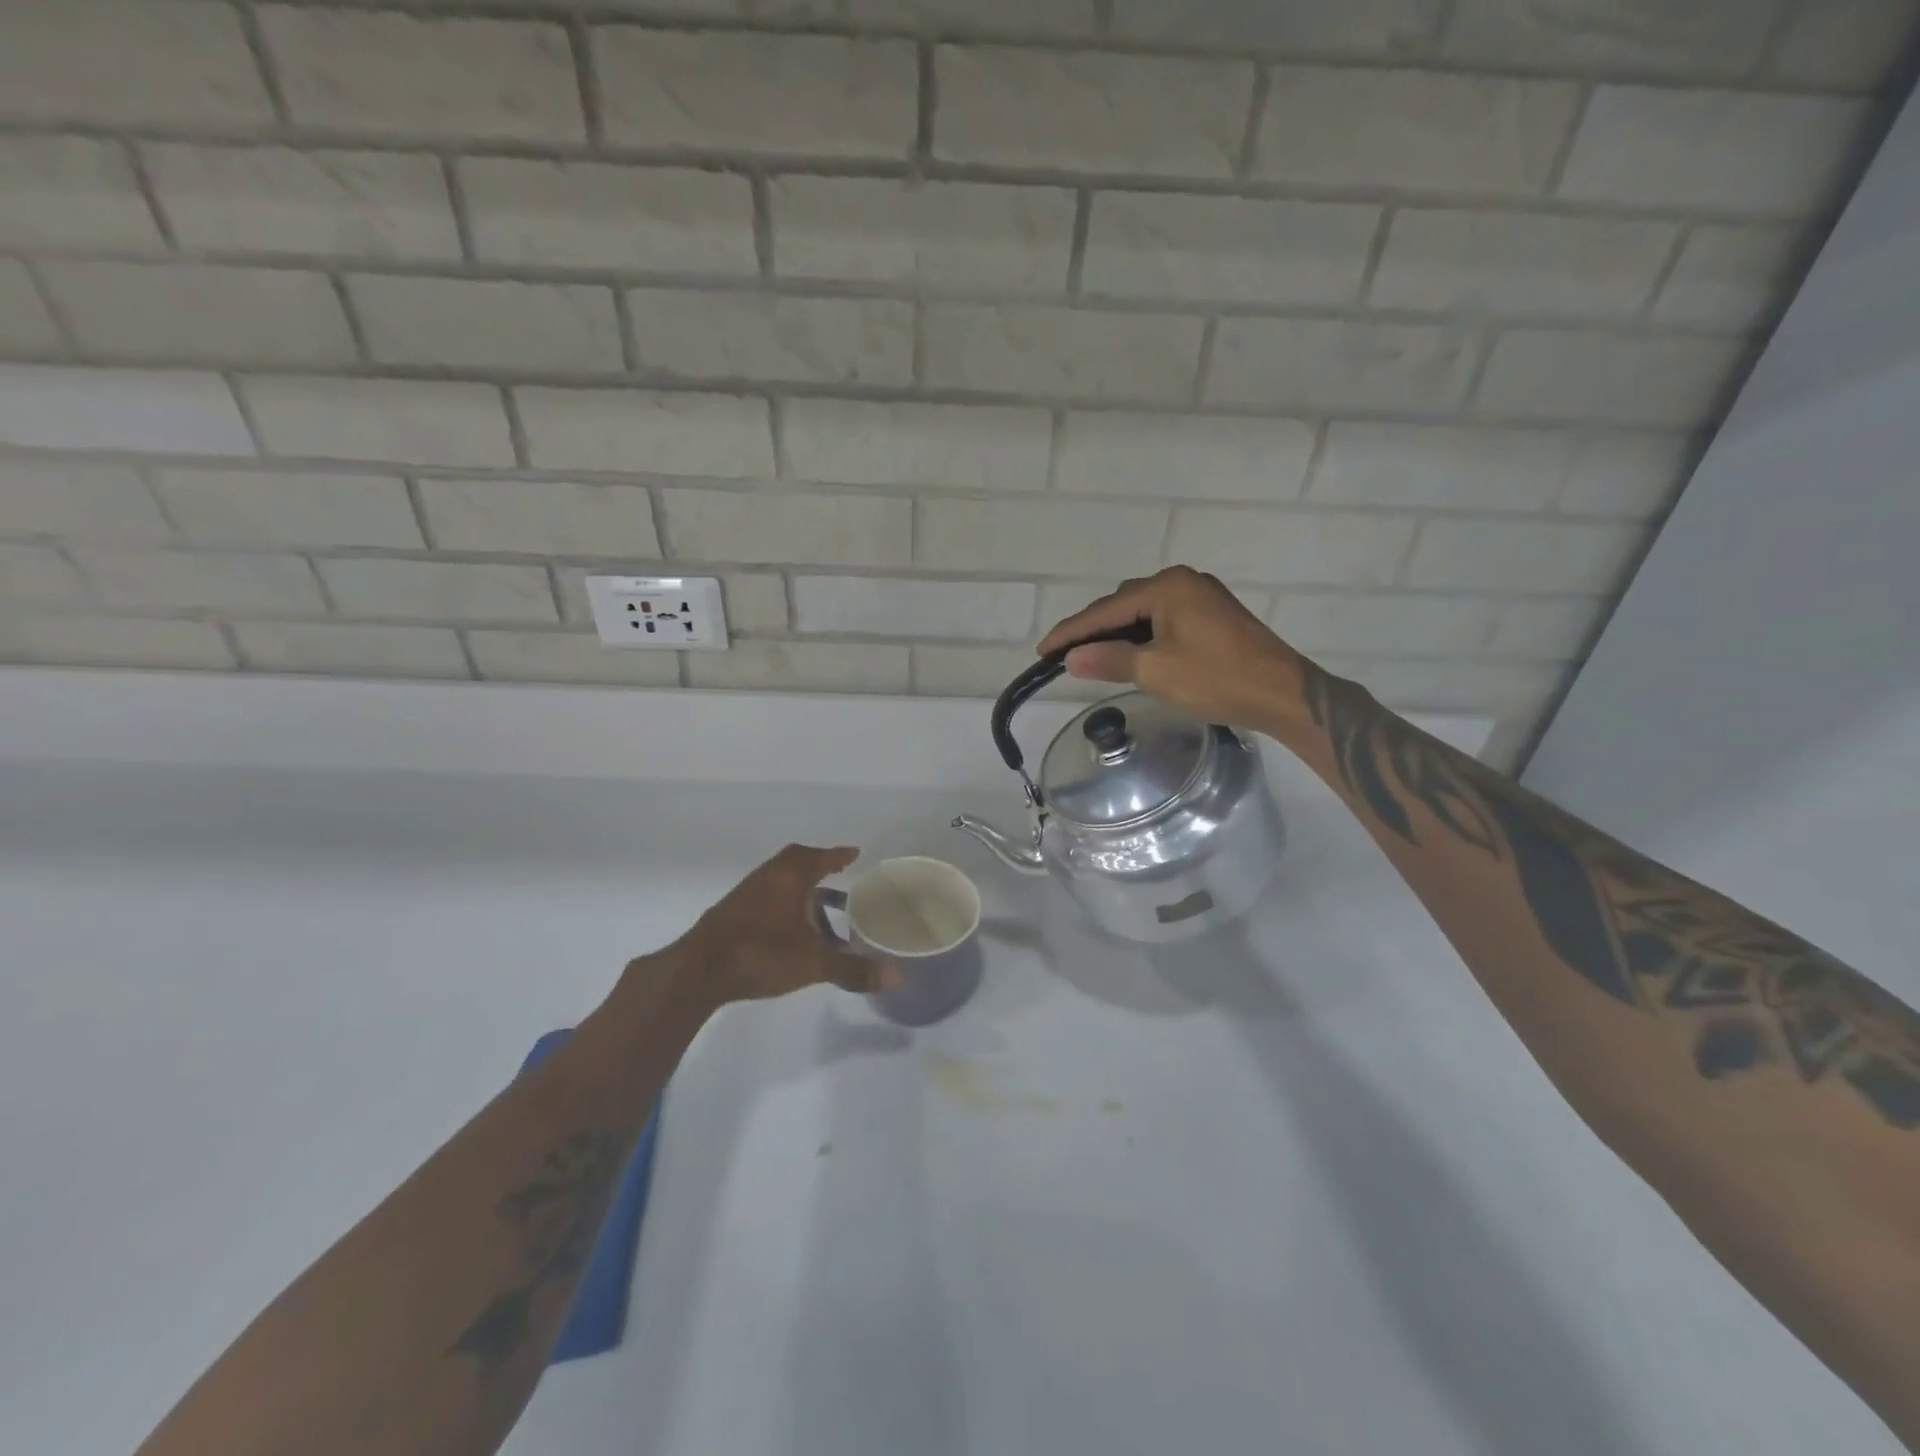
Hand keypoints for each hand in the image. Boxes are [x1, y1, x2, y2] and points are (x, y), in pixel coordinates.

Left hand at [670, 844, 901, 1005]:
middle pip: (796, 862)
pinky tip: (791, 929)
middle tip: (839, 875)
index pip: (820, 857)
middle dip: (819, 866)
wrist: (700, 971)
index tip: (855, 853)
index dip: (838, 855)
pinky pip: (766, 897)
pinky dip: (784, 904)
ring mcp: (746, 895)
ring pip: (780, 881)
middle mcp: (768, 877)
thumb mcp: (814, 963)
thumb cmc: (762, 954)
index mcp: (790, 877)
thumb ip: (853, 969)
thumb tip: (897, 976)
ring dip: (801, 888)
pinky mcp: (732, 914)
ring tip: (821, 907)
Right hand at [1036, 566, 1308, 732]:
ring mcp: (1202, 597)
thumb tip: (1072, 657)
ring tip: (1092, 657)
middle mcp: (1183, 582)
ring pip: (1144, 613)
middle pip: (1124, 605)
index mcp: (1167, 587)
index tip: (1042, 651)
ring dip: (1118, 634)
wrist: (1282, 694)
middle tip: (1064, 656)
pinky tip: (1132, 655)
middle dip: (1093, 630)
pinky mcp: (1213, 616)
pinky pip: (1164, 620)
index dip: (1071, 632)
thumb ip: (1109, 659)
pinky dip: (1142, 636)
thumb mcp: (1156, 671)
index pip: (1105, 610)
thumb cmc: (1217, 679)